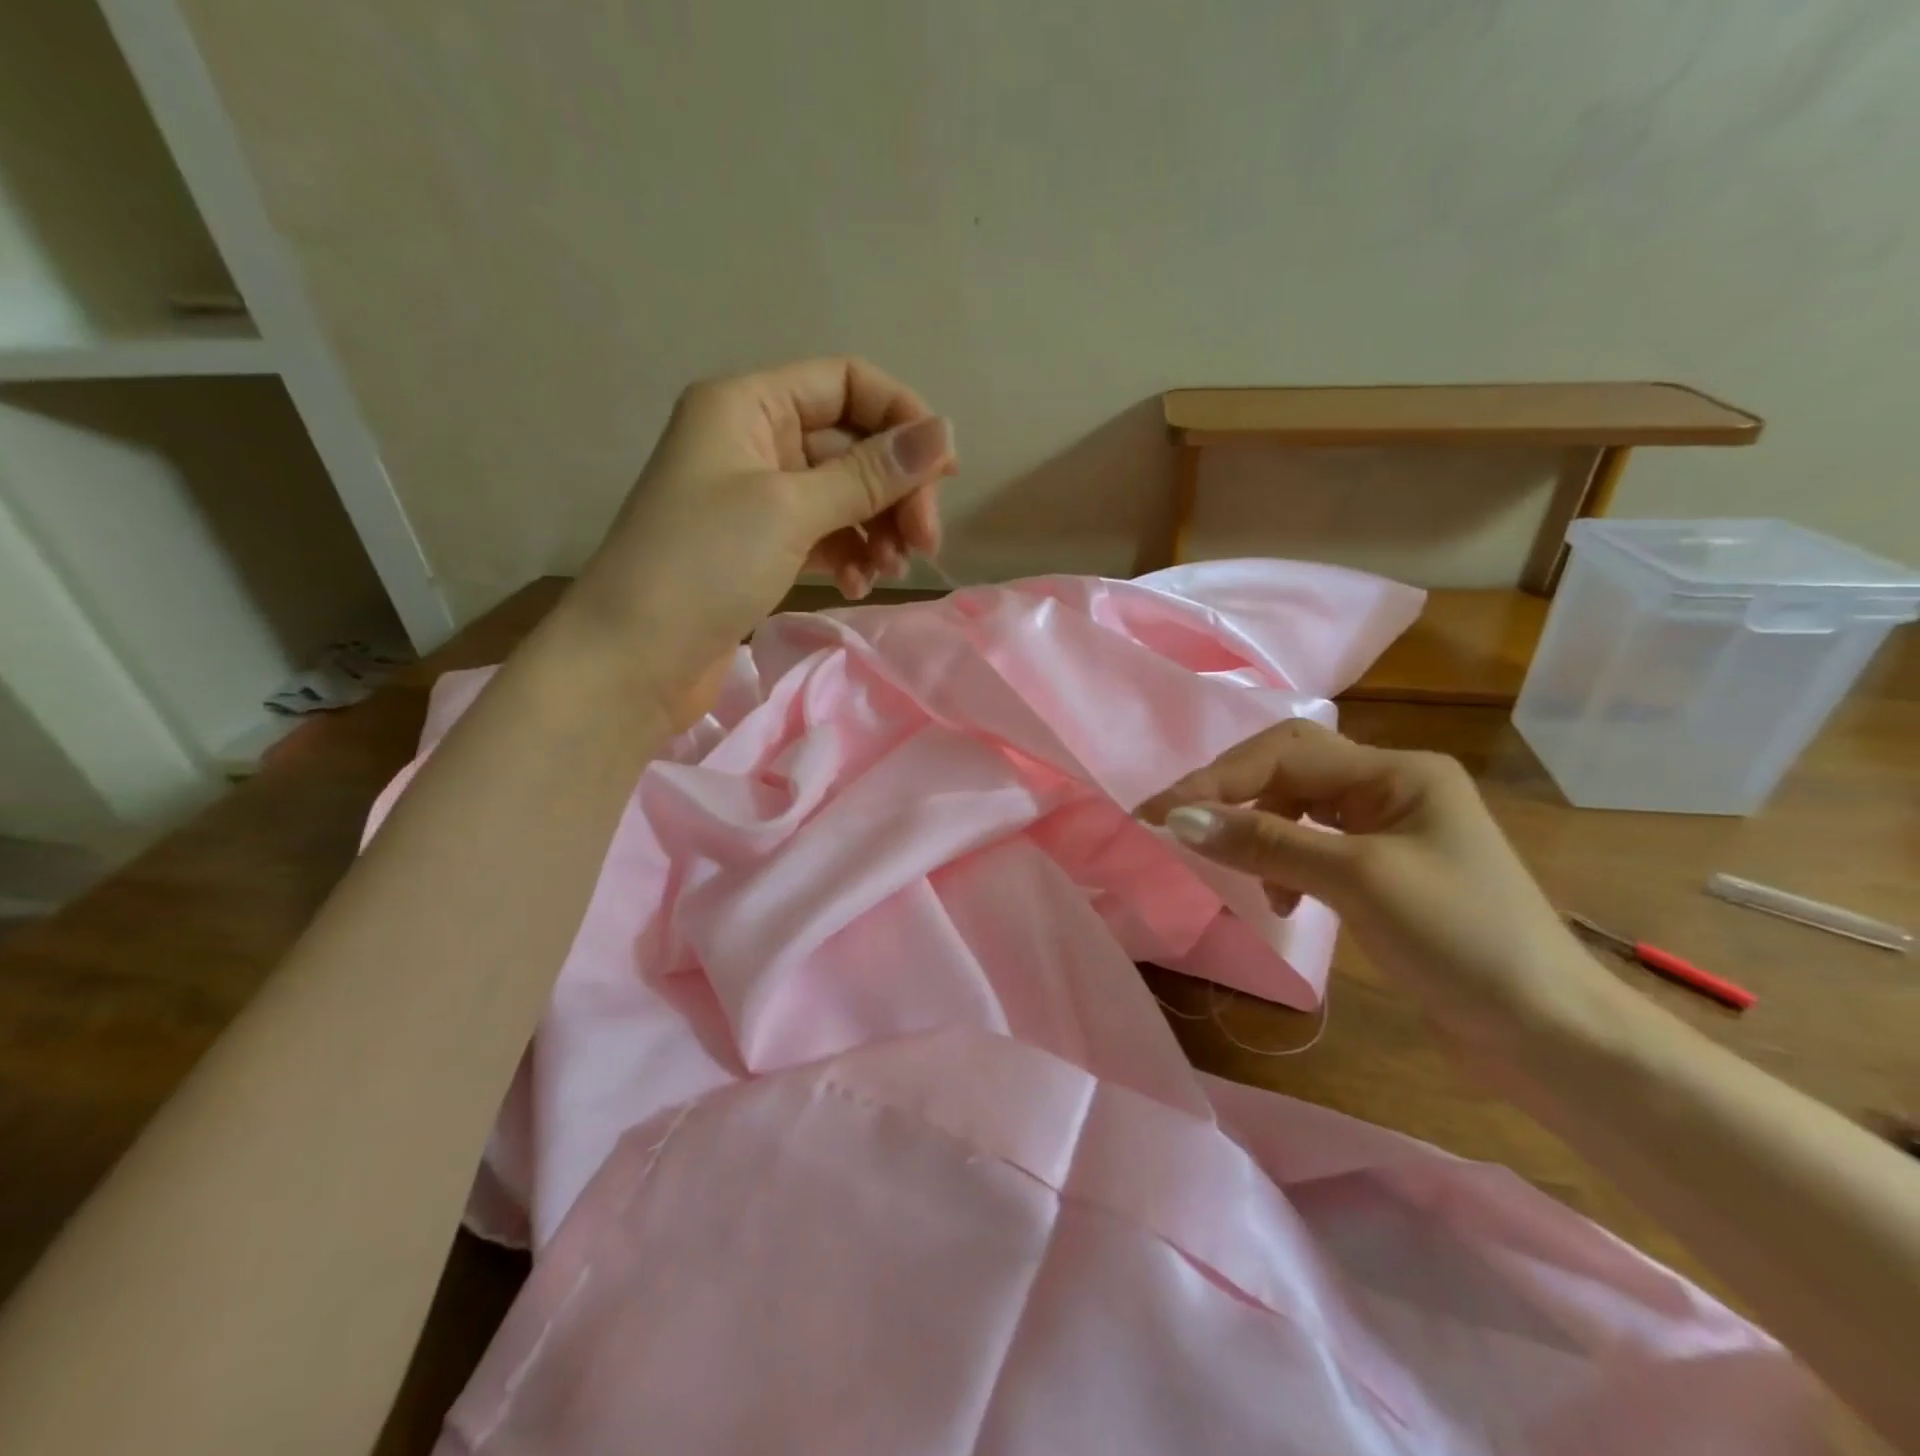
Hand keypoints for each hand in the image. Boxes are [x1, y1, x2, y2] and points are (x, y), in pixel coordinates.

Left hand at [565, 356, 956, 716]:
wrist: (632, 660)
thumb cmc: (703, 565)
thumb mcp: (791, 510)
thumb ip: (870, 473)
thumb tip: (944, 433)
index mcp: (748, 404)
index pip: (846, 384)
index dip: (901, 418)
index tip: (944, 474)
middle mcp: (753, 440)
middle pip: (851, 444)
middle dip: (895, 489)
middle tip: (926, 543)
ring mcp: (756, 497)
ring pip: (842, 495)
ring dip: (877, 527)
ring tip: (892, 570)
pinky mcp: (760, 547)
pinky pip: (824, 535)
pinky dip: (849, 554)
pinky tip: (857, 584)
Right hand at [1137, 719, 1620, 1050]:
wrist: (1550, 1034)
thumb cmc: (1461, 941)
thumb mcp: (1357, 881)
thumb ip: (1266, 842)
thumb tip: (1181, 818)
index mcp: (1398, 772)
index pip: (1286, 753)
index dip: (1217, 779)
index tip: (1158, 812)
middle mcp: (1392, 786)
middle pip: (1288, 770)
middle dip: (1232, 794)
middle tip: (1180, 826)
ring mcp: (1390, 828)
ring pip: (1296, 807)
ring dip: (1258, 832)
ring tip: (1246, 877)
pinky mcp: (1384, 869)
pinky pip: (1313, 844)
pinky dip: (1284, 862)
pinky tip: (1285, 900)